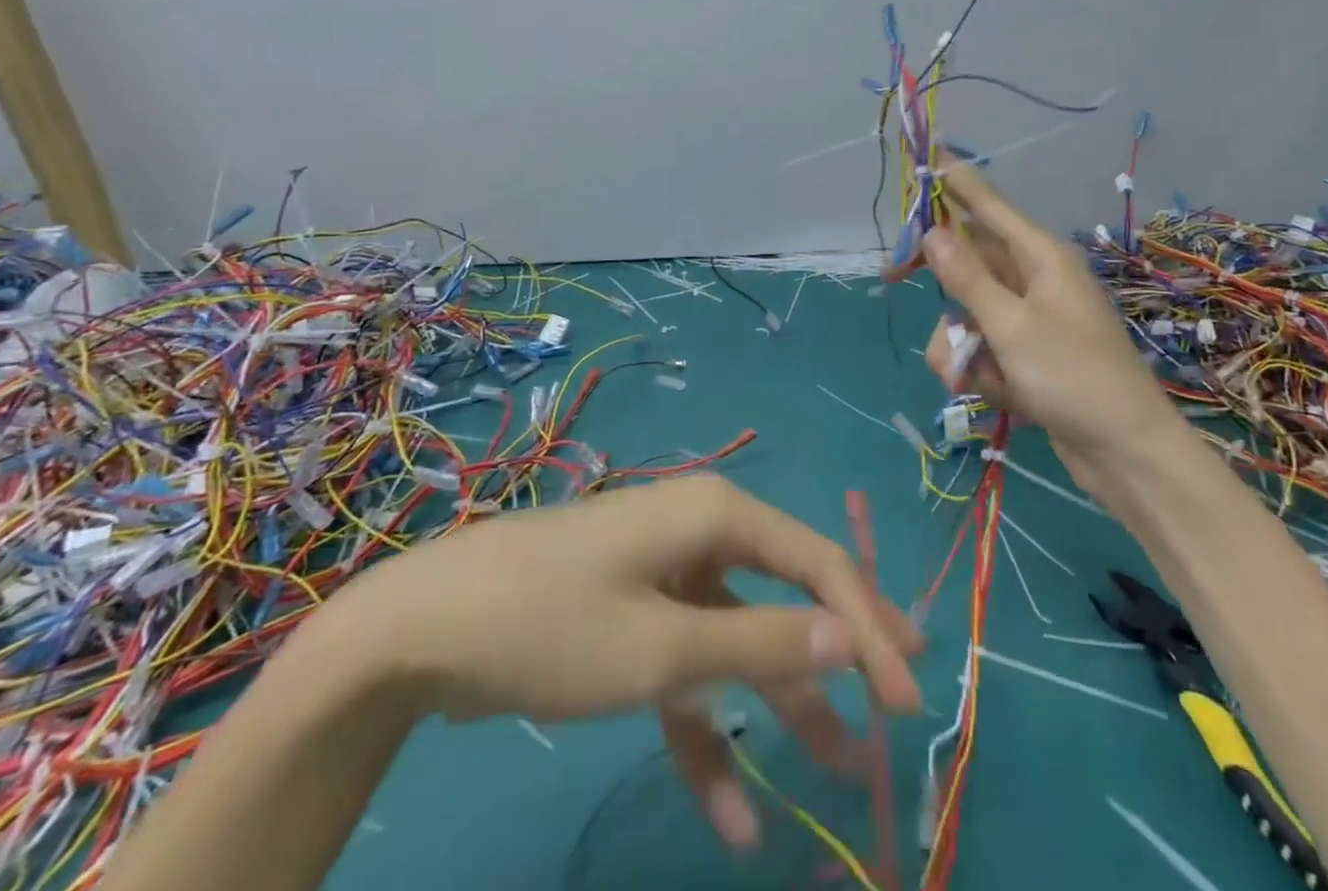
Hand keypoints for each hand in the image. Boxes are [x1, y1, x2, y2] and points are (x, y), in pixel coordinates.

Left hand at [337, 475, 922, 847]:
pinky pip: (689, 668)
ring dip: (780, 703)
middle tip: (895, 704)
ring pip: (742, 637)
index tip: (906, 699)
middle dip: (839, 652)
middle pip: (789, 591)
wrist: (421, 631)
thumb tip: (854, 634)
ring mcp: (667, 573)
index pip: (820, 564)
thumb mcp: (663, 647)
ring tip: (836, 768)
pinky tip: (731, 813)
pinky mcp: (636, 614)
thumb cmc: (553, 622)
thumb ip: (762, 642)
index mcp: (718, 515)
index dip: (869, 627)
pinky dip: (709, 730)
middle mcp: (701, 531)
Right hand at [885, 162, 1164, 464]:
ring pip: (966, 310)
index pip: (989, 206)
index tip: (929, 156)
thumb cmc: (1073, 377)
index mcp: (1040, 257)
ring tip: (969, 376)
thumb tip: (933, 231)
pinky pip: (982, 346)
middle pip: (968, 260)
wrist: (1125, 453)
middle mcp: (1033, 279)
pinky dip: (978, 368)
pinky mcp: (1024, 354)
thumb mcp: (1011, 326)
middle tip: (892, 277)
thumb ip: (968, 278)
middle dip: (939, 282)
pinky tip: (992, 393)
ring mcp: (1028, 319)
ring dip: (958, 343)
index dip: (957, 182)